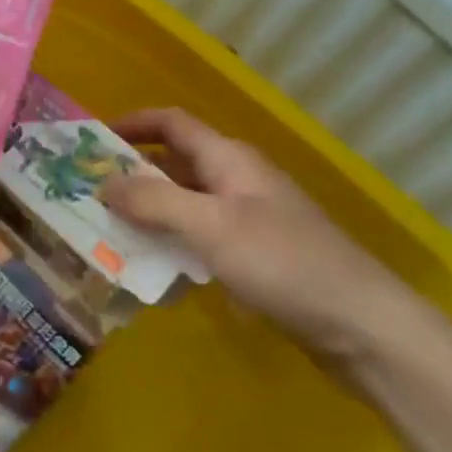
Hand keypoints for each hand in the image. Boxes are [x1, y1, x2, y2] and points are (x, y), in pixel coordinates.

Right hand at [102, 108, 416, 357]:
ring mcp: (247, 220)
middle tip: (88, 194)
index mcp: (229, 159)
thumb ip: (154, 201)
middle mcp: (236, 181)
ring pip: (184, 205)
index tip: (92, 140)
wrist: (364, 328)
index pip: (172, 123)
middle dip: (131, 174)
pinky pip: (199, 239)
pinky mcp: (254, 256)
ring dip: (148, 214)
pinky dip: (171, 245)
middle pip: (174, 164)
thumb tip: (103, 182)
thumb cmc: (284, 263)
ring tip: (106, 232)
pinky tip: (151, 270)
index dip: (132, 123)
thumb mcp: (212, 227)